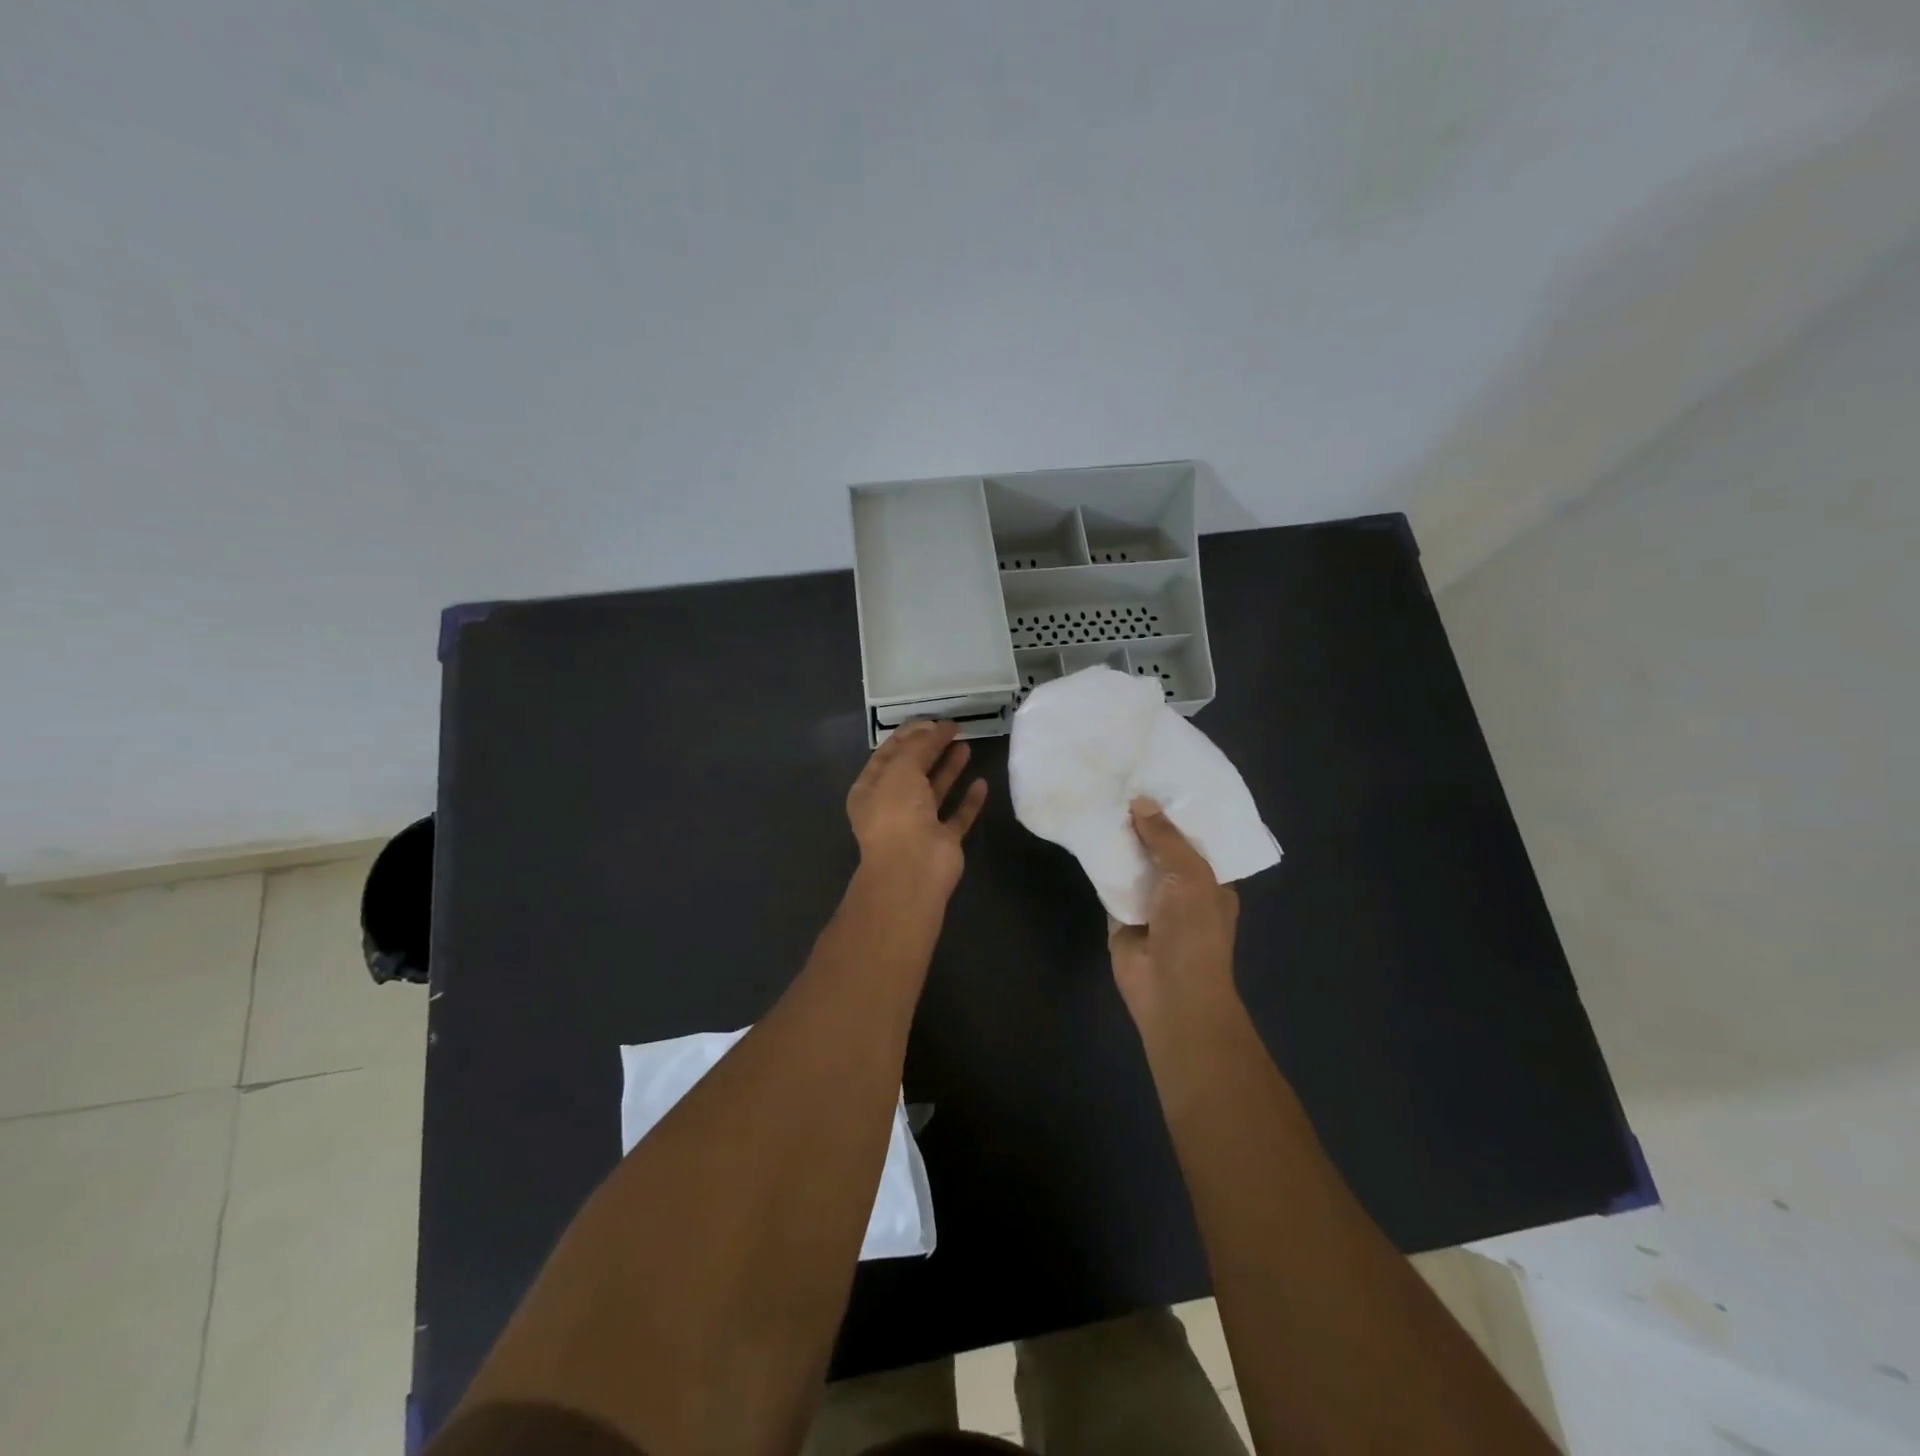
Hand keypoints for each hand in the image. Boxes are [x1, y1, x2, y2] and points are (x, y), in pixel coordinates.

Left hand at [846, 720, 989, 898]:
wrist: (912, 869)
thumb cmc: (897, 813)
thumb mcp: (901, 769)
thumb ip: (919, 746)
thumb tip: (935, 727)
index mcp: (871, 789)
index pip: (888, 754)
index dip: (909, 735)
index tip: (931, 719)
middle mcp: (892, 806)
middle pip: (913, 770)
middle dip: (930, 748)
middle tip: (953, 727)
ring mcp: (918, 825)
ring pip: (935, 791)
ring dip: (949, 769)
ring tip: (967, 745)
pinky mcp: (943, 841)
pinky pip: (957, 816)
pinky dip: (968, 801)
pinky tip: (981, 783)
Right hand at [1108, 798, 1238, 1023]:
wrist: (1169, 991)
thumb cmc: (1194, 932)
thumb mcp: (1191, 876)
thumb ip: (1166, 838)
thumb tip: (1140, 801)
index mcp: (1212, 880)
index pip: (1196, 838)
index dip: (1179, 811)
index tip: (1159, 778)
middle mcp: (1181, 887)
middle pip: (1161, 847)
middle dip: (1145, 821)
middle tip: (1122, 780)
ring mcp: (1150, 900)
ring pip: (1133, 862)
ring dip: (1120, 839)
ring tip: (1100, 796)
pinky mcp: (1120, 912)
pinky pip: (1109, 881)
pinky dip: (1100, 862)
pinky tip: (1086, 832)